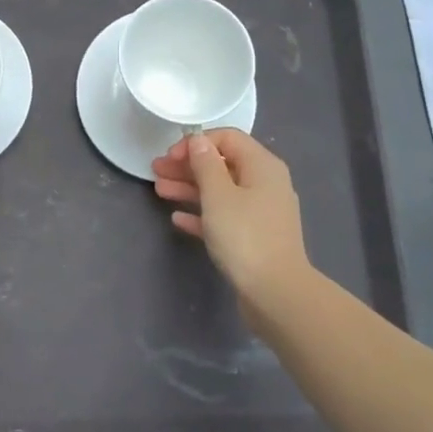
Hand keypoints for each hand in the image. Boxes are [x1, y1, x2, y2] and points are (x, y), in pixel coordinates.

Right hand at [152, 129, 313, 308]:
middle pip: (222, 165)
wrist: (276, 293)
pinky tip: (178, 219)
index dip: (197, 142)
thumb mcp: (218, 195)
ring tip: (159, 191)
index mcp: (262, 166)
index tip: (170, 156)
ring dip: (190, 189)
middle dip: (188, 166)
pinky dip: (202, 214)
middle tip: (156, 172)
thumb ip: (205, 164)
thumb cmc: (245, 236)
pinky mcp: (255, 238)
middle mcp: (265, 184)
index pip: (228, 138)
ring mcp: (261, 213)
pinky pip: (224, 217)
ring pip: (221, 192)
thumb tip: (199, 140)